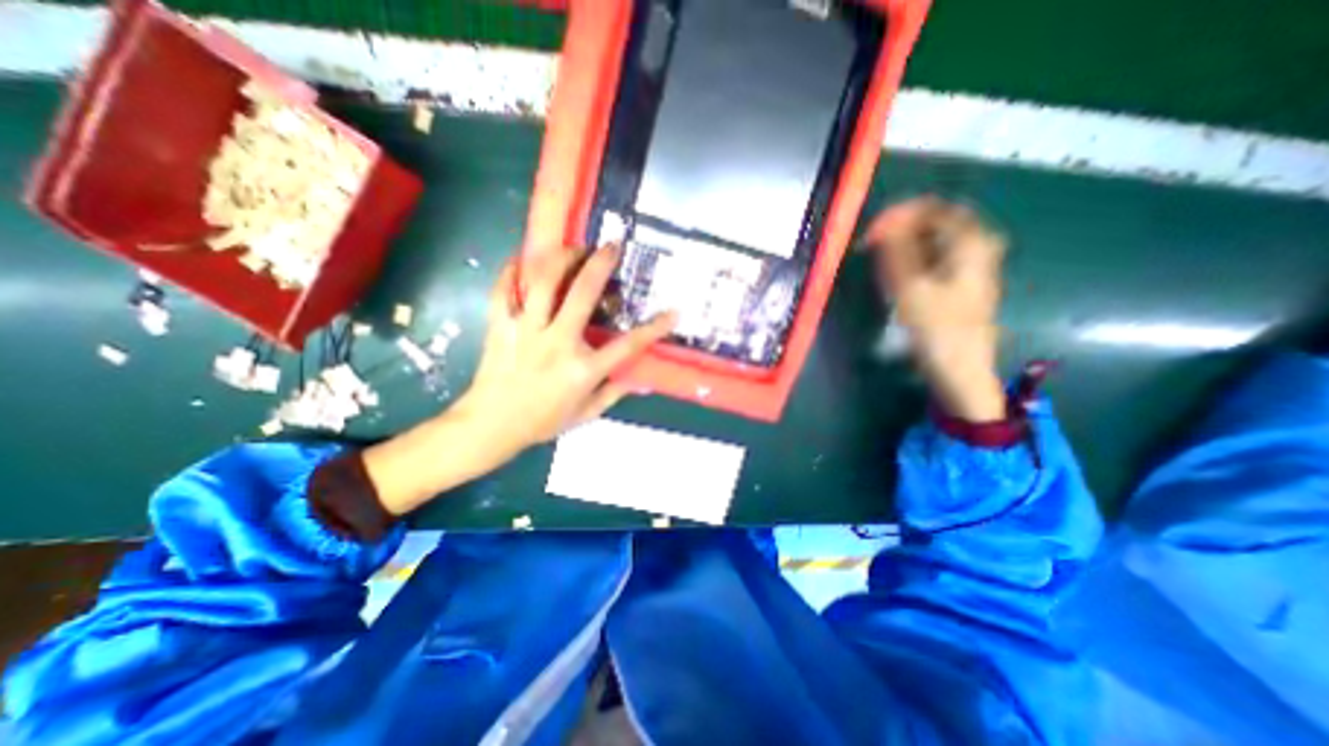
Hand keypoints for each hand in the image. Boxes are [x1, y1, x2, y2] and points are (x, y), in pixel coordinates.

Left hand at [360, 243, 676, 514]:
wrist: (491, 425)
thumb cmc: (543, 421)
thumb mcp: (586, 414)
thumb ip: (614, 393)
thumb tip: (640, 378)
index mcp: (583, 370)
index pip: (627, 346)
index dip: (654, 329)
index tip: (672, 312)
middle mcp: (557, 344)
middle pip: (582, 295)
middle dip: (600, 265)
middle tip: (611, 245)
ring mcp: (526, 332)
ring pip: (543, 283)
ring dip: (561, 259)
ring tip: (574, 248)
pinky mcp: (500, 326)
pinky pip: (503, 290)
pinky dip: (512, 270)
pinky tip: (523, 258)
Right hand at [862, 194, 1007, 422]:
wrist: (960, 371)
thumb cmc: (938, 329)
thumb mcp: (911, 287)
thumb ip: (897, 250)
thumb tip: (885, 221)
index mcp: (972, 242)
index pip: (932, 209)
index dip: (898, 216)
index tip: (870, 235)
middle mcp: (978, 247)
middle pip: (934, 223)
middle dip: (900, 231)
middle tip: (873, 249)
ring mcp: (972, 267)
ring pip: (933, 242)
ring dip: (904, 247)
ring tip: (880, 265)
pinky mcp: (961, 284)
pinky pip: (933, 260)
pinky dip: (912, 262)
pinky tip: (897, 279)